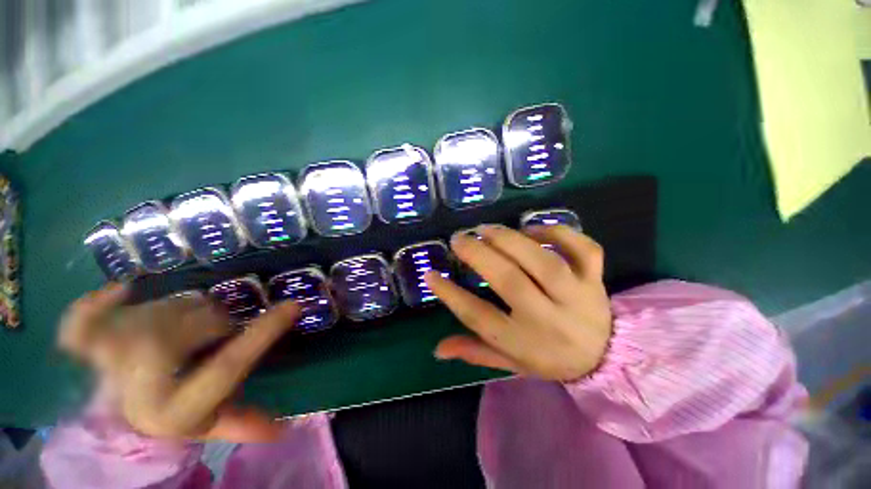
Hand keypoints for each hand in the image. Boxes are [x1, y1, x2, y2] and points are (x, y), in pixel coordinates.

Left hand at [58, 284, 299, 440]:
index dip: (265, 333)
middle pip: (206, 323)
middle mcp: (144, 379)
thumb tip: (286, 427)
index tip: (294, 306)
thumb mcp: (206, 422)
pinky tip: (121, 292)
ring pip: (176, 305)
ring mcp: (110, 354)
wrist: (105, 419)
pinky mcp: (83, 341)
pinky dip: (100, 302)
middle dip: (219, 324)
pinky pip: (86, 314)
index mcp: (176, 407)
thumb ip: (242, 423)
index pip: (231, 364)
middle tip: (211, 337)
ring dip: (189, 312)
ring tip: (177, 330)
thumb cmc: (167, 414)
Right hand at [425, 225, 611, 381]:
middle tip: (458, 239)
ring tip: (485, 229)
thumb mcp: (509, 363)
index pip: (479, 317)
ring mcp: (578, 296)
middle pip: (509, 281)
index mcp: (524, 343)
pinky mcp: (595, 279)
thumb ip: (474, 352)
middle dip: (478, 255)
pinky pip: (582, 248)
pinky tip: (531, 229)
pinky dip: (555, 232)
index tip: (430, 275)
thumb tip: (438, 349)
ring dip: (509, 239)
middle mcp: (549, 319)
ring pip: (543, 261)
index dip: (450, 295)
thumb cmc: (548, 358)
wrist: (605, 357)